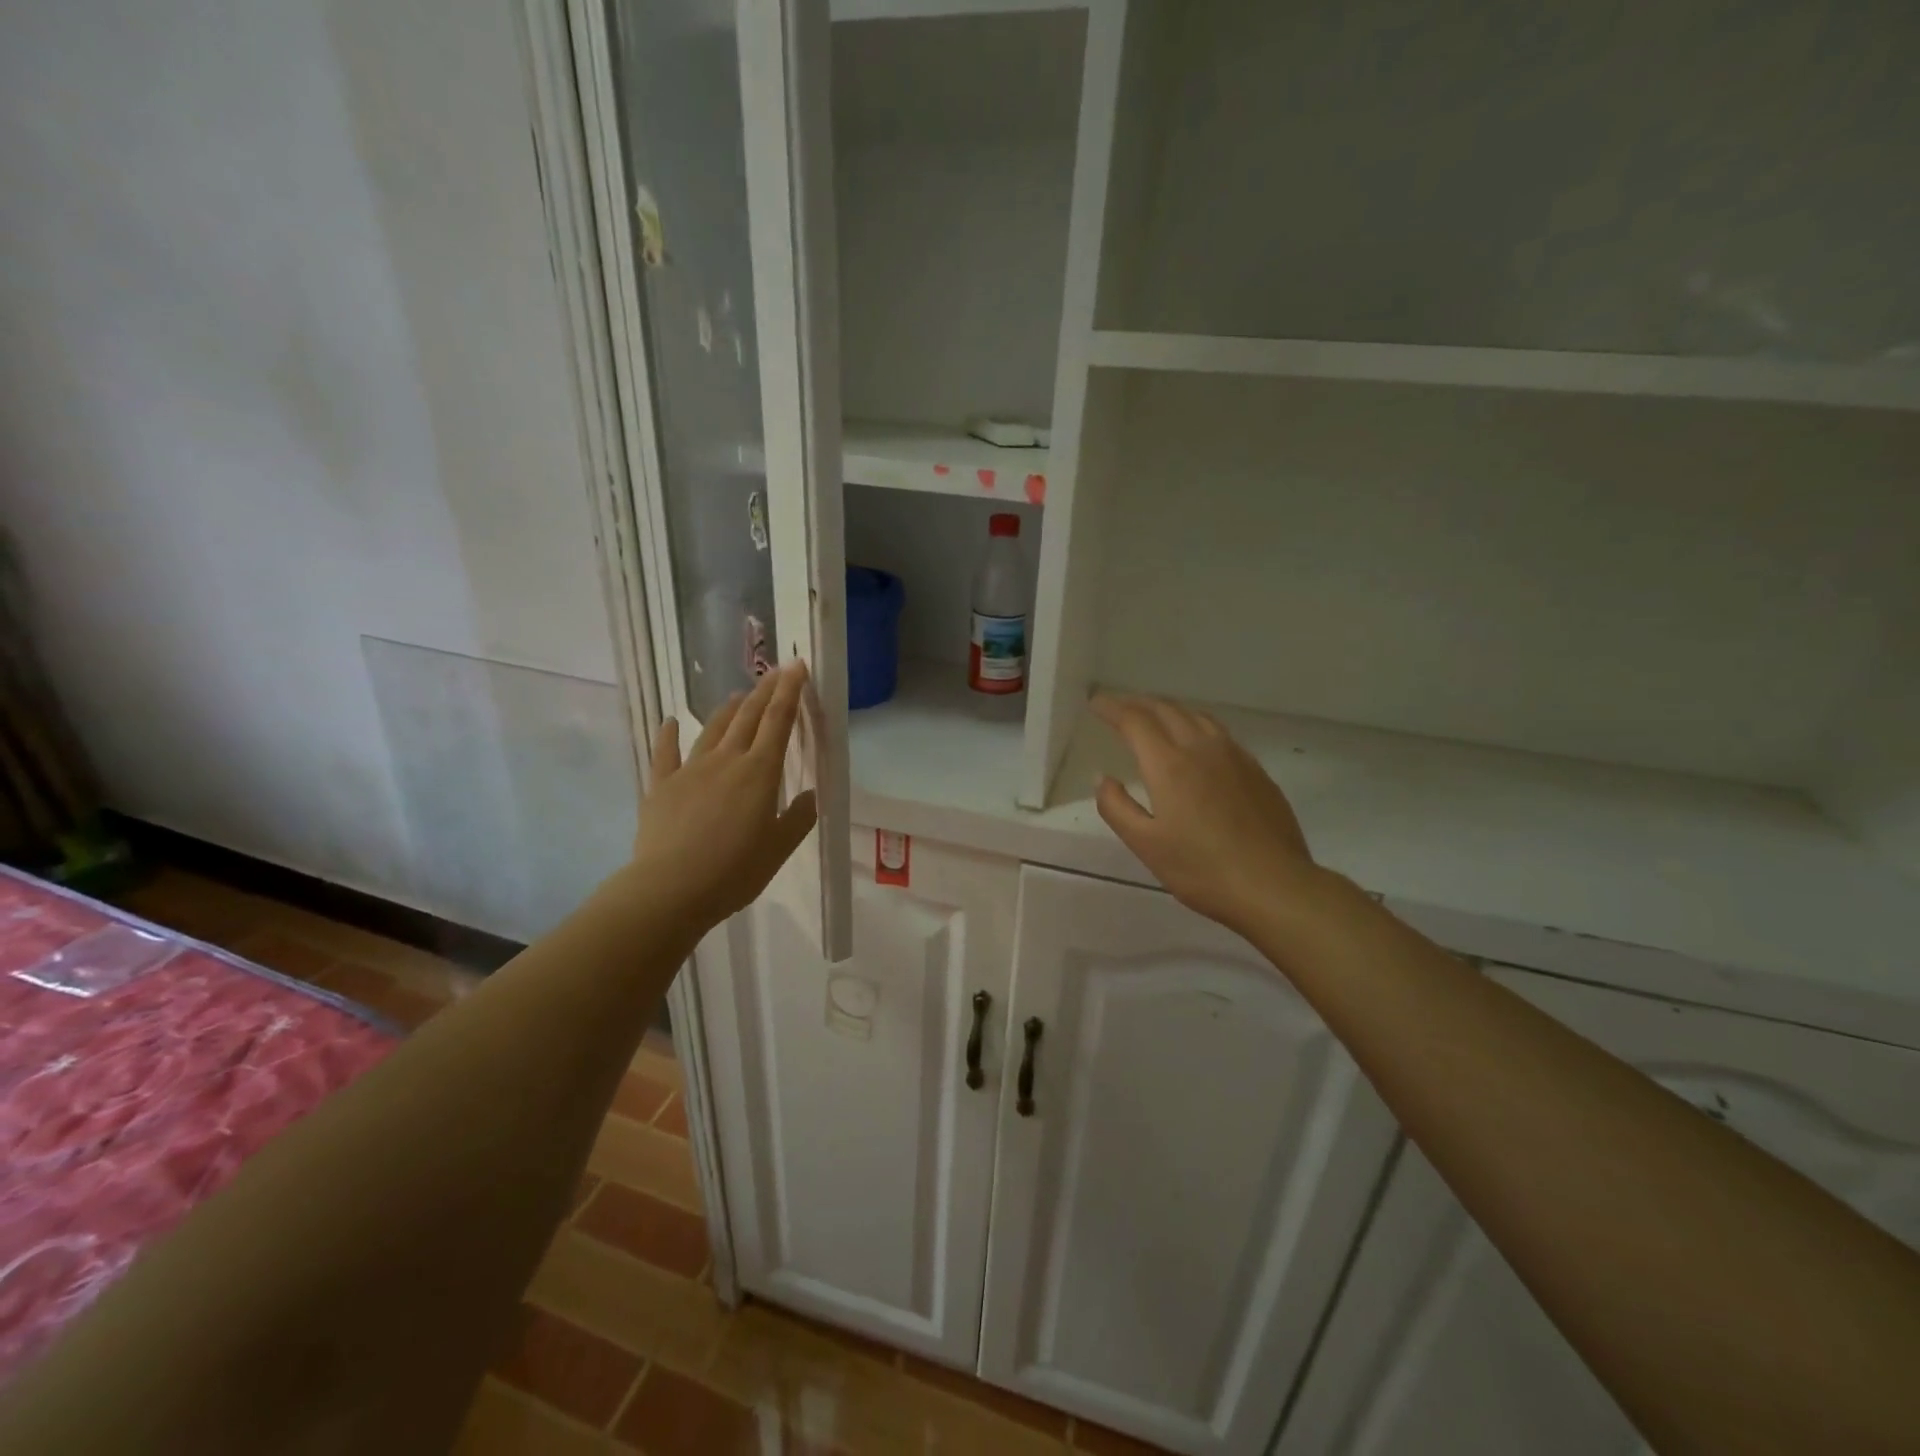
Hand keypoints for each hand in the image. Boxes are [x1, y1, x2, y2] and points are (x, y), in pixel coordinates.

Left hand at [631, 661, 818, 932]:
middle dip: (764, 691)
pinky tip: (671, 722)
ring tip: (737, 695)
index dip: (789, 692)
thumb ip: (798, 817)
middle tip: (775, 671)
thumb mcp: (779, 848)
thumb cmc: (734, 871)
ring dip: (728, 709)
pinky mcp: (661, 786)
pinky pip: (666, 754)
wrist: (671, 888)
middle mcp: (726, 760)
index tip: (797, 667)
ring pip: (713, 729)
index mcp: (760, 772)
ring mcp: (690, 770)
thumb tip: (812, 794)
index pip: (779, 722)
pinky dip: (670, 735)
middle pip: (748, 717)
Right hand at [1093, 694, 1323, 937]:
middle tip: (1118, 705)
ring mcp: (1234, 756)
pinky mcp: (1256, 771)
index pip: (1134, 721)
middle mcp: (1202, 748)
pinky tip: (1196, 742)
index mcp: (1169, 764)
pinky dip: (1195, 724)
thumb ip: (1116, 807)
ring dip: (1169, 709)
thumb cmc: (1202, 869)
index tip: (1095, 703)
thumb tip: (1103, 778)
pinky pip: (1219, 733)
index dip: (1112, 708)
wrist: (1274, 885)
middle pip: (1166, 710)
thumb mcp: (1145, 845)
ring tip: (1153, 715)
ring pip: (1196, 716)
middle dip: (1138, 703)